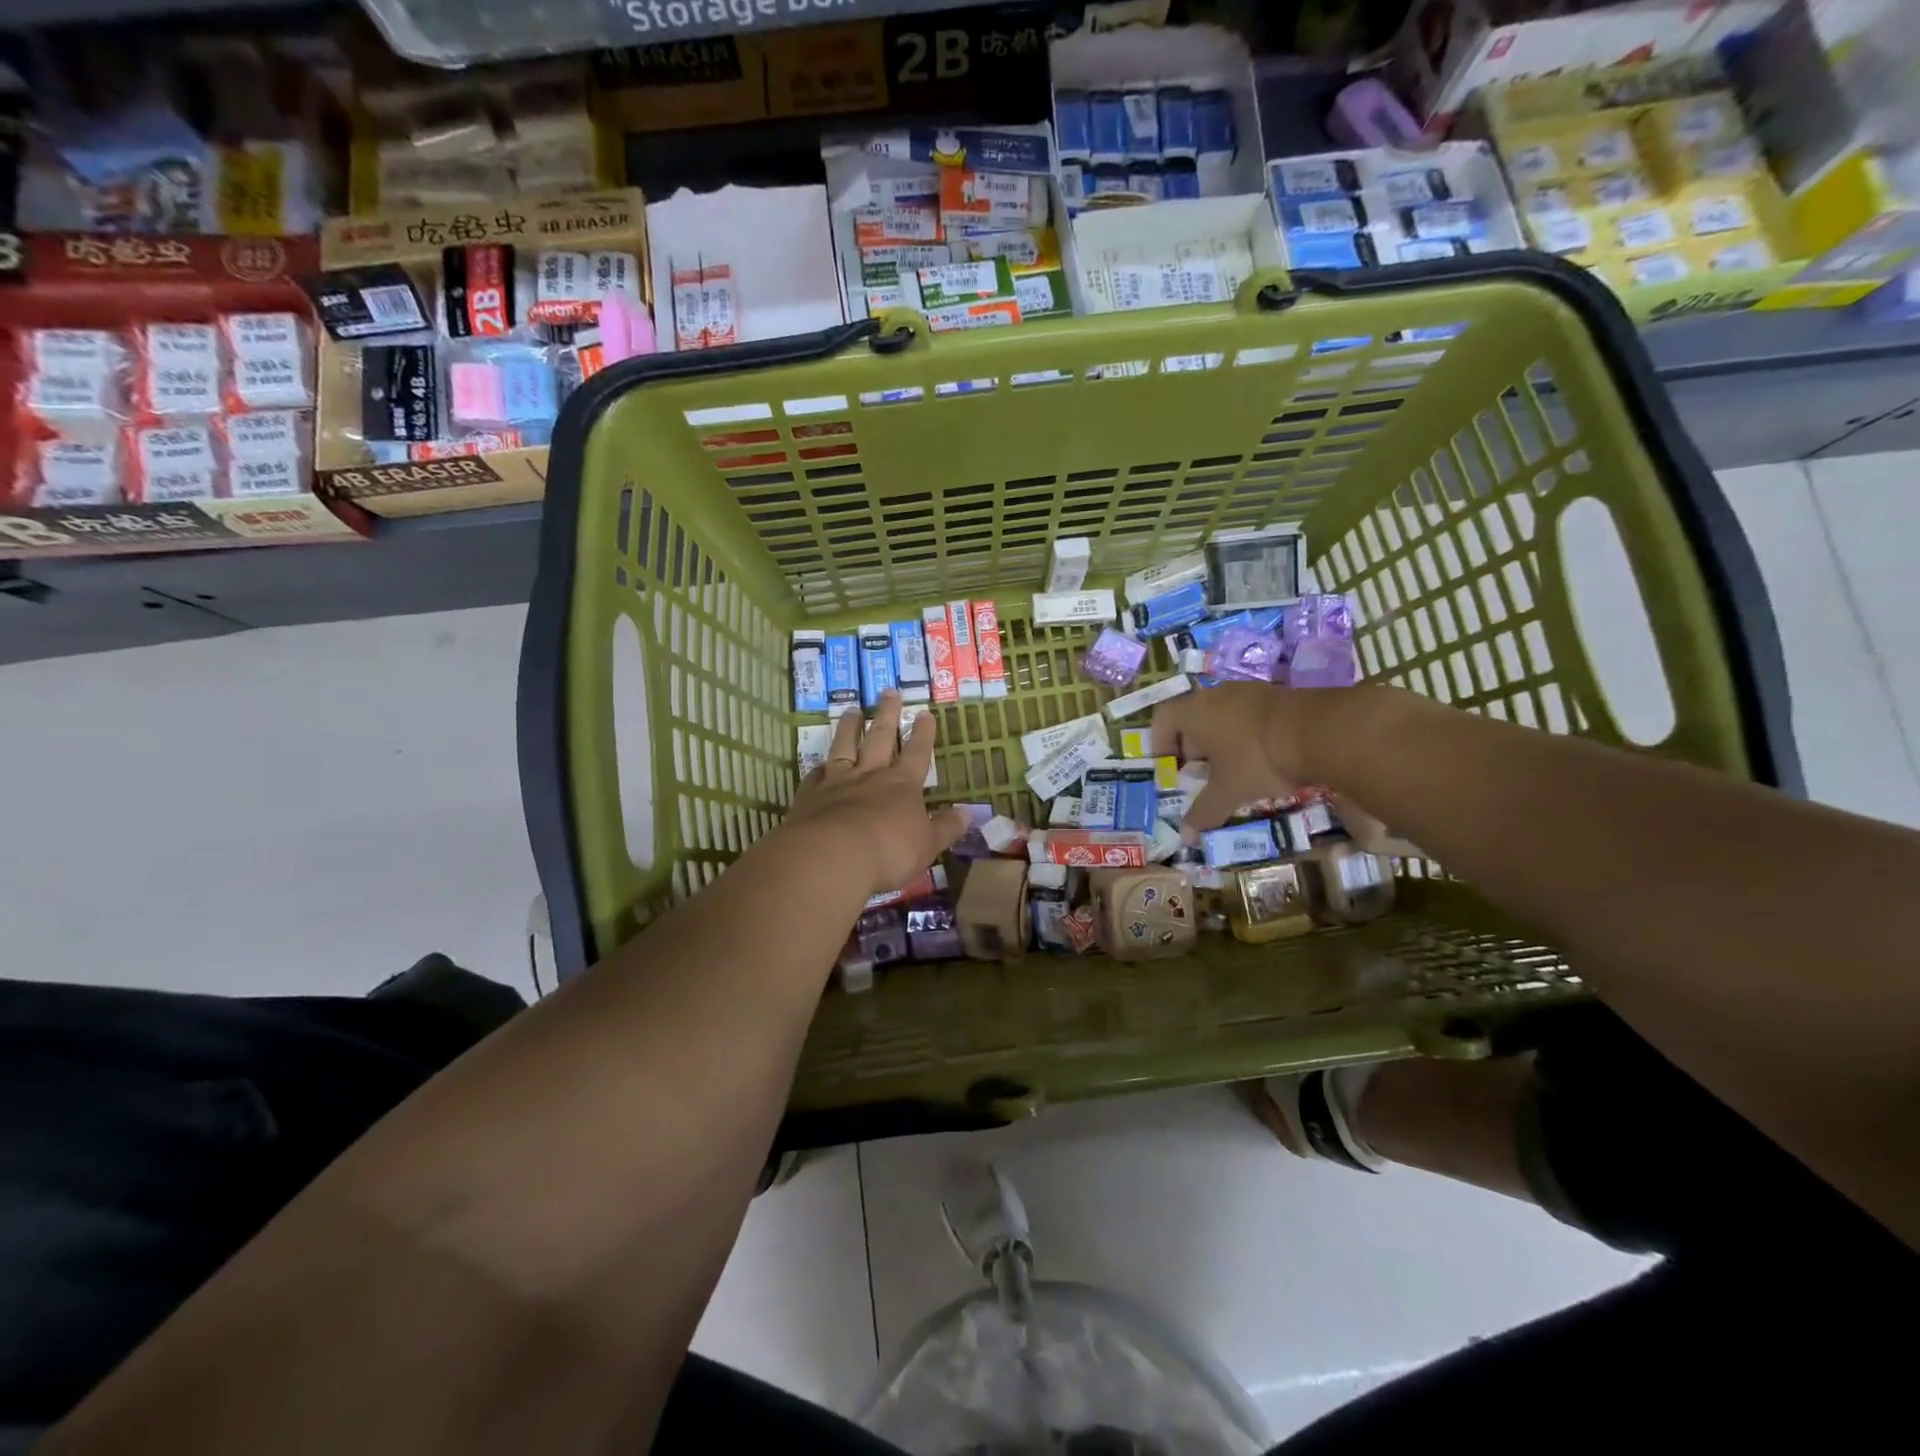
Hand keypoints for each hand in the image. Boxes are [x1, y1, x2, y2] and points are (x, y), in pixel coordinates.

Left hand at [782, 690, 970, 895]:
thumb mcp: (927, 845)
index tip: (924, 713)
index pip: (916, 752)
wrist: (832, 856)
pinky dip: (820, 767)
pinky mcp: (810, 795)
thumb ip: (945, 828)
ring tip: (851, 709)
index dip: (922, 733)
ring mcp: (838, 782)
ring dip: (849, 727)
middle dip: (887, 715)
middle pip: (880, 738)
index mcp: (902, 785)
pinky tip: (819, 763)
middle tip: (889, 691)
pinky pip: (816, 775)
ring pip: (845, 746)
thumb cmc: (888, 851)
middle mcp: (871, 775)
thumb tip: (968, 814)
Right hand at [1150, 682, 1313, 838]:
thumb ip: (1204, 812)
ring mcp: (1248, 691)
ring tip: (1233, 769)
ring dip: (1221, 740)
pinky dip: (1246, 734)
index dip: (1160, 744)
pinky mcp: (1276, 694)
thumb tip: (1186, 838)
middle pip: (1192, 717)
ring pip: (1222, 715)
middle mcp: (1216, 695)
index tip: (1170, 768)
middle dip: (1192, 747)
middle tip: (1201, 775)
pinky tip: (1262, 758)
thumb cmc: (1257, 759)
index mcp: (1194, 712)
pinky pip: (1249, 714)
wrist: (1319, 732)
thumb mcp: (1228, 791)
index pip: (1162, 719)